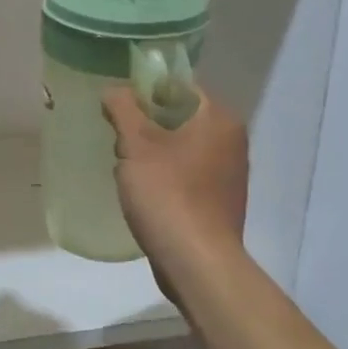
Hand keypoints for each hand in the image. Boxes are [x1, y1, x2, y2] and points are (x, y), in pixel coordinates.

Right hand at [103, 87, 248, 295]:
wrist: (197, 262)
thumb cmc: (168, 194)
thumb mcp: (136, 145)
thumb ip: (123, 109)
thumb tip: (114, 90)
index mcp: (219, 119)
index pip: (183, 86)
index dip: (149, 90)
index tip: (121, 106)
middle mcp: (233, 141)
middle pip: (182, 117)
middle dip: (149, 126)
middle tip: (120, 140)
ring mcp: (231, 174)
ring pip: (184, 148)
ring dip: (155, 153)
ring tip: (128, 169)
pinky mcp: (221, 202)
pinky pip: (189, 175)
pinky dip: (168, 177)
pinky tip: (146, 194)